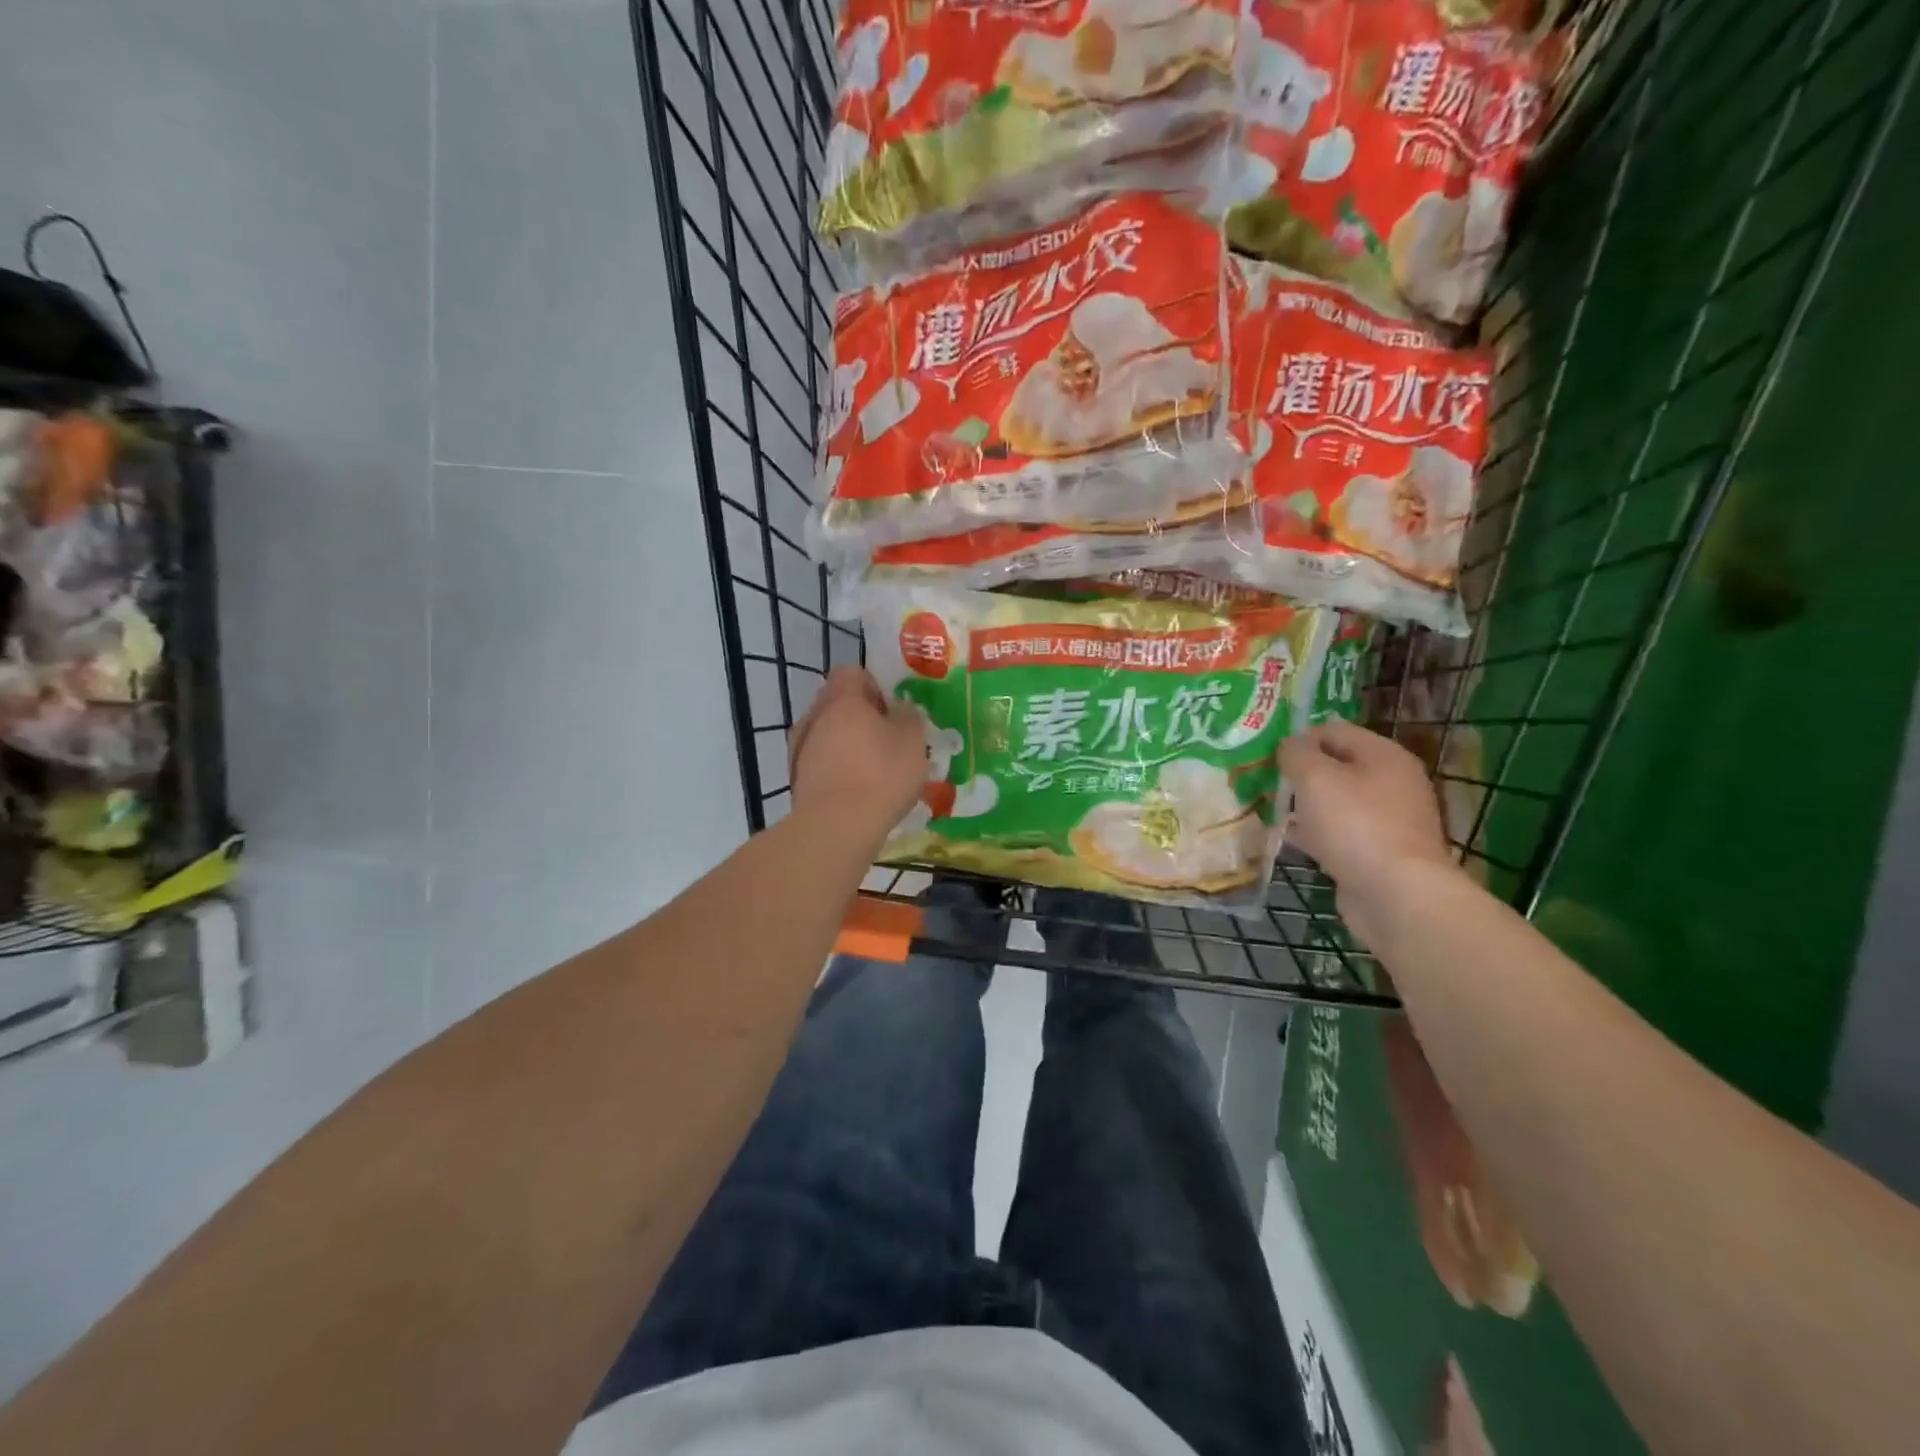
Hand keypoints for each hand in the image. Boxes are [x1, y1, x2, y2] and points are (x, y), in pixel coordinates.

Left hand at [788, 666, 928, 844]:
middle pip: (838, 703)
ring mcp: (800, 748)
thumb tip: (901, 709)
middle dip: (862, 716)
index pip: (852, 672)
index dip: (874, 685)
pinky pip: (822, 762)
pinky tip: (858, 791)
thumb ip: (909, 717)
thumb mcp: (912, 741)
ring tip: (875, 770)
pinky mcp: (797, 779)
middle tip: (889, 739)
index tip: (892, 709)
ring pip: (828, 734)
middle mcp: (814, 717)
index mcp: (841, 699)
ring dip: (849, 744)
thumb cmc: (880, 775)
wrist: (836, 827)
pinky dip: (838, 769)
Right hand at [1281, 719, 1462, 938]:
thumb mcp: (1315, 777)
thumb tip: (1289, 746)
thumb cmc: (1354, 824)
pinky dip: (1317, 834)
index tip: (1269, 757)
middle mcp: (1393, 782)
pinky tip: (1292, 841)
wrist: (1397, 895)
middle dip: (1301, 774)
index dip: (1298, 738)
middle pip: (1337, 766)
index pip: (1334, 730)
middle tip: (1267, 784)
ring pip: (1337, 802)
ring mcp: (1389, 820)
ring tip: (1272, 812)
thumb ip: (1296, 753)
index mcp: (1384, 755)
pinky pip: (1341, 833)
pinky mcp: (1380, 852)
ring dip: (1306, 805)